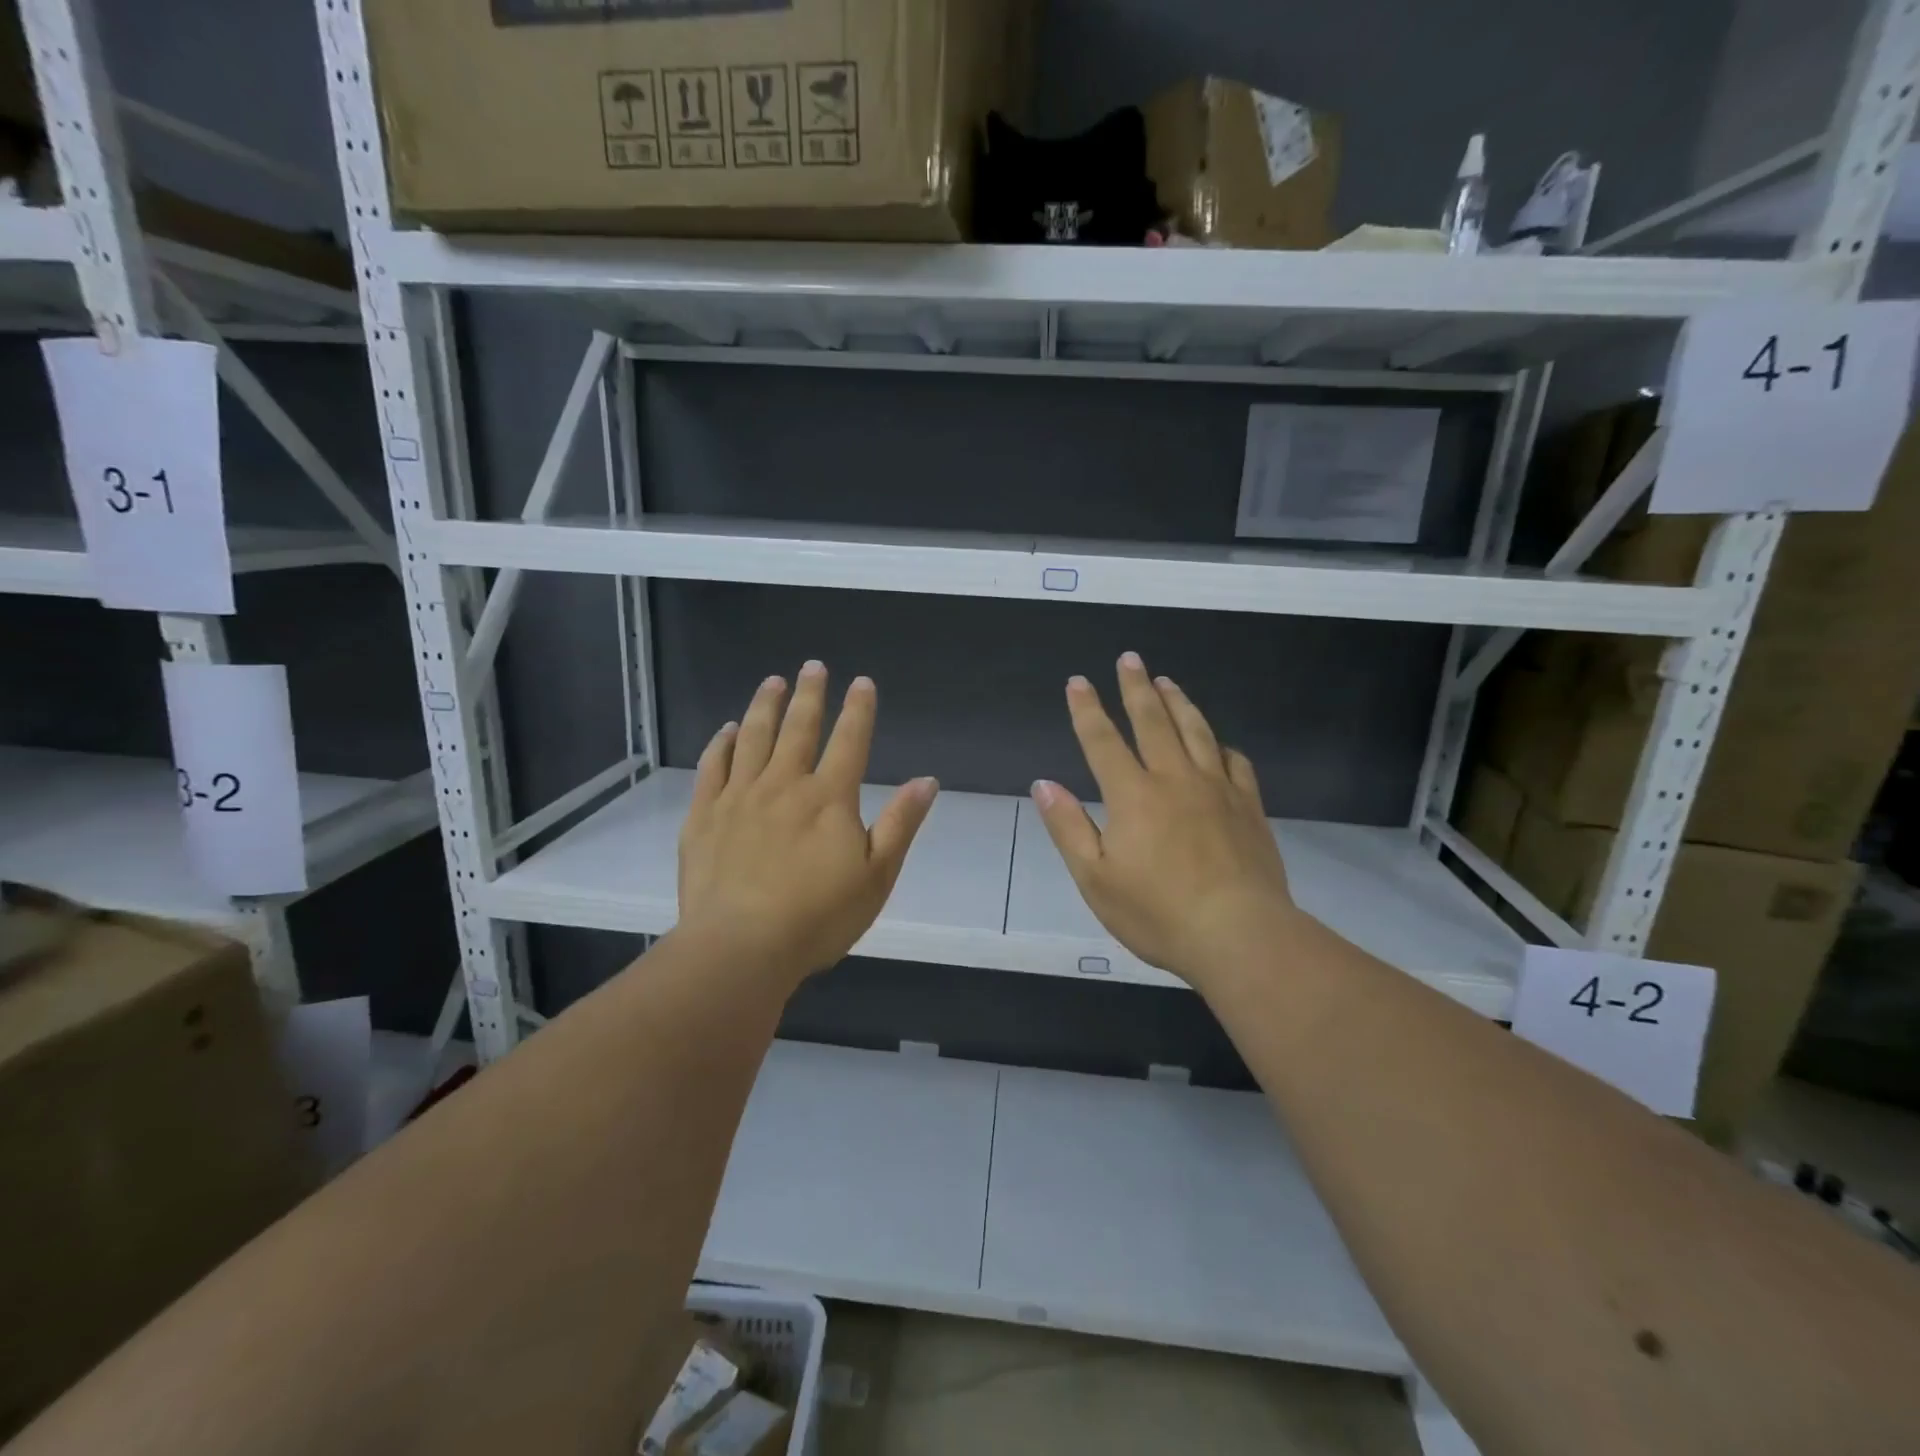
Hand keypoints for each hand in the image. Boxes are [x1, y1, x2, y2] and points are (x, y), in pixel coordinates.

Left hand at [677, 662, 937, 991]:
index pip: (849, 741)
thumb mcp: (876, 877)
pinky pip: (713, 767)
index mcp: (829, 798)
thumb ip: (900, 824)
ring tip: (773, 682)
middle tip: (814, 665)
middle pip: (799, 728)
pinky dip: (721, 744)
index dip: (859, 709)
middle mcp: (784, 784)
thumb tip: (926, 781)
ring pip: (753, 737)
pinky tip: (726, 730)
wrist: (740, 948)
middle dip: (810, 694)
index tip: (862, 682)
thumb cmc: (817, 918)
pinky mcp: (704, 816)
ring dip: (765, 706)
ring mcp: (739, 797)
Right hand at [1031, 653, 1298, 992]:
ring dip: (1179, 702)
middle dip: (1136, 687)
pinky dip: (1222, 746)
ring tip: (1167, 681)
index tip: (1078, 681)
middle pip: (1152, 721)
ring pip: (1196, 731)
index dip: (1087, 709)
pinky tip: (1219, 743)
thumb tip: (1044, 784)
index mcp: (1133, 795)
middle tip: (1130, 658)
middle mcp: (1175, 779)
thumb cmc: (1157, 913)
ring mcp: (1217, 789)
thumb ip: (1068, 827)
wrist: (1239, 934)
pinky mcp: (1249, 806)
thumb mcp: (1095, 878)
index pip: (1103, 740)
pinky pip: (1236, 763)